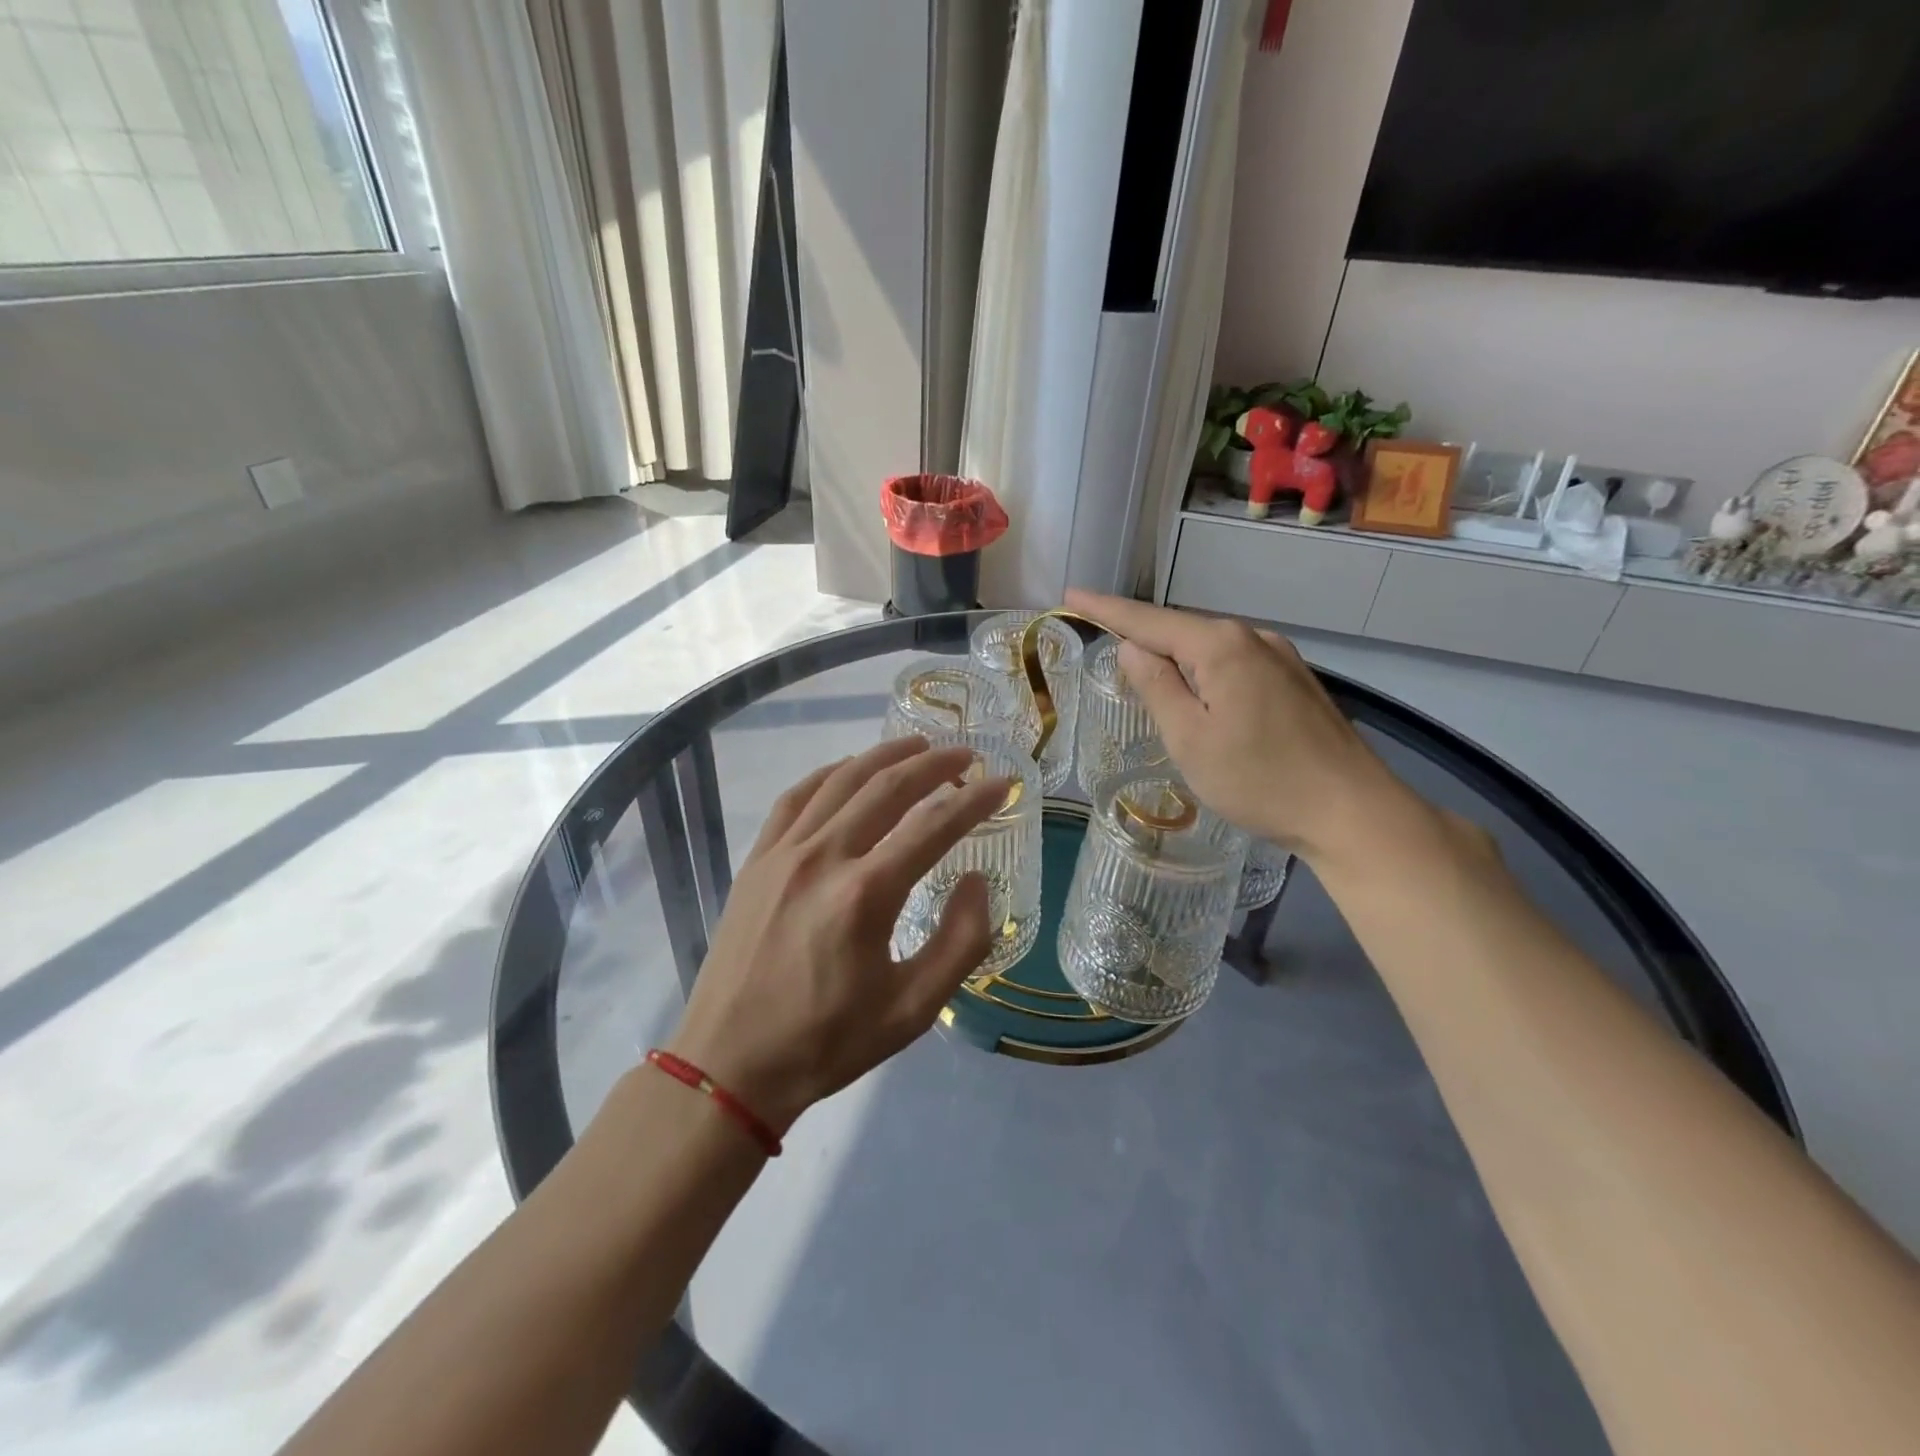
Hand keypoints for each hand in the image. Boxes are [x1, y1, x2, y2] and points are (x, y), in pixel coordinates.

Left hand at [668, 738, 1009, 1136]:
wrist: (729, 1064)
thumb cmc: (826, 1042)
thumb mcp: (912, 1010)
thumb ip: (959, 942)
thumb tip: (976, 880)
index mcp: (865, 895)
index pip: (933, 827)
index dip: (975, 801)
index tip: (1002, 784)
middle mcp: (823, 857)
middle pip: (887, 788)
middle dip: (933, 764)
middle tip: (965, 755)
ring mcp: (783, 853)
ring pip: (841, 781)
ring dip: (884, 757)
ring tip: (917, 745)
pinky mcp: (757, 860)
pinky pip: (797, 798)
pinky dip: (830, 774)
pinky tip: (849, 770)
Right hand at [1066, 590, 1413, 865]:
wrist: (1351, 811)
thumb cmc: (1258, 779)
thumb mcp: (1189, 738)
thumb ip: (1156, 687)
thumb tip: (1131, 648)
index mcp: (1220, 646)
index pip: (1148, 620)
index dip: (1106, 608)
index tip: (1071, 594)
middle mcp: (1253, 637)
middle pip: (1181, 629)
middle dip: (1140, 632)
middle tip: (1100, 636)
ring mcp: (1281, 657)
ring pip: (1210, 647)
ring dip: (1173, 654)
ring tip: (1142, 669)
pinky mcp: (1295, 681)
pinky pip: (1234, 663)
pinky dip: (1204, 670)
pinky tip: (1199, 691)